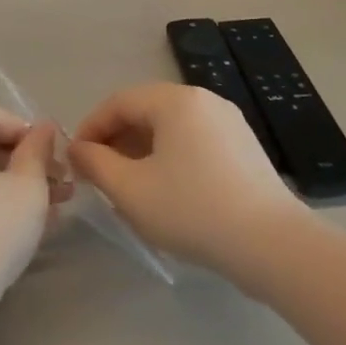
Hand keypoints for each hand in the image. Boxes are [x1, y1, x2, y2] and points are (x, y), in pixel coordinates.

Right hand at [70, 84, 302, 275]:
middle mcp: (204, 100)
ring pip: (171, 128)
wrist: (271, 244)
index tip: (75, 160)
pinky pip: (194, 141)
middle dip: (115, 140)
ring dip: (141, 150)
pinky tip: (166, 191)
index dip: (90, 128)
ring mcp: (229, 122)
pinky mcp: (244, 147)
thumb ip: (95, 163)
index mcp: (175, 101)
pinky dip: (170, 157)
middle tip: (98, 174)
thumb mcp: (130, 189)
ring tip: (128, 186)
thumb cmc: (192, 210)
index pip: (118, 102)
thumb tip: (78, 148)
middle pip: (146, 111)